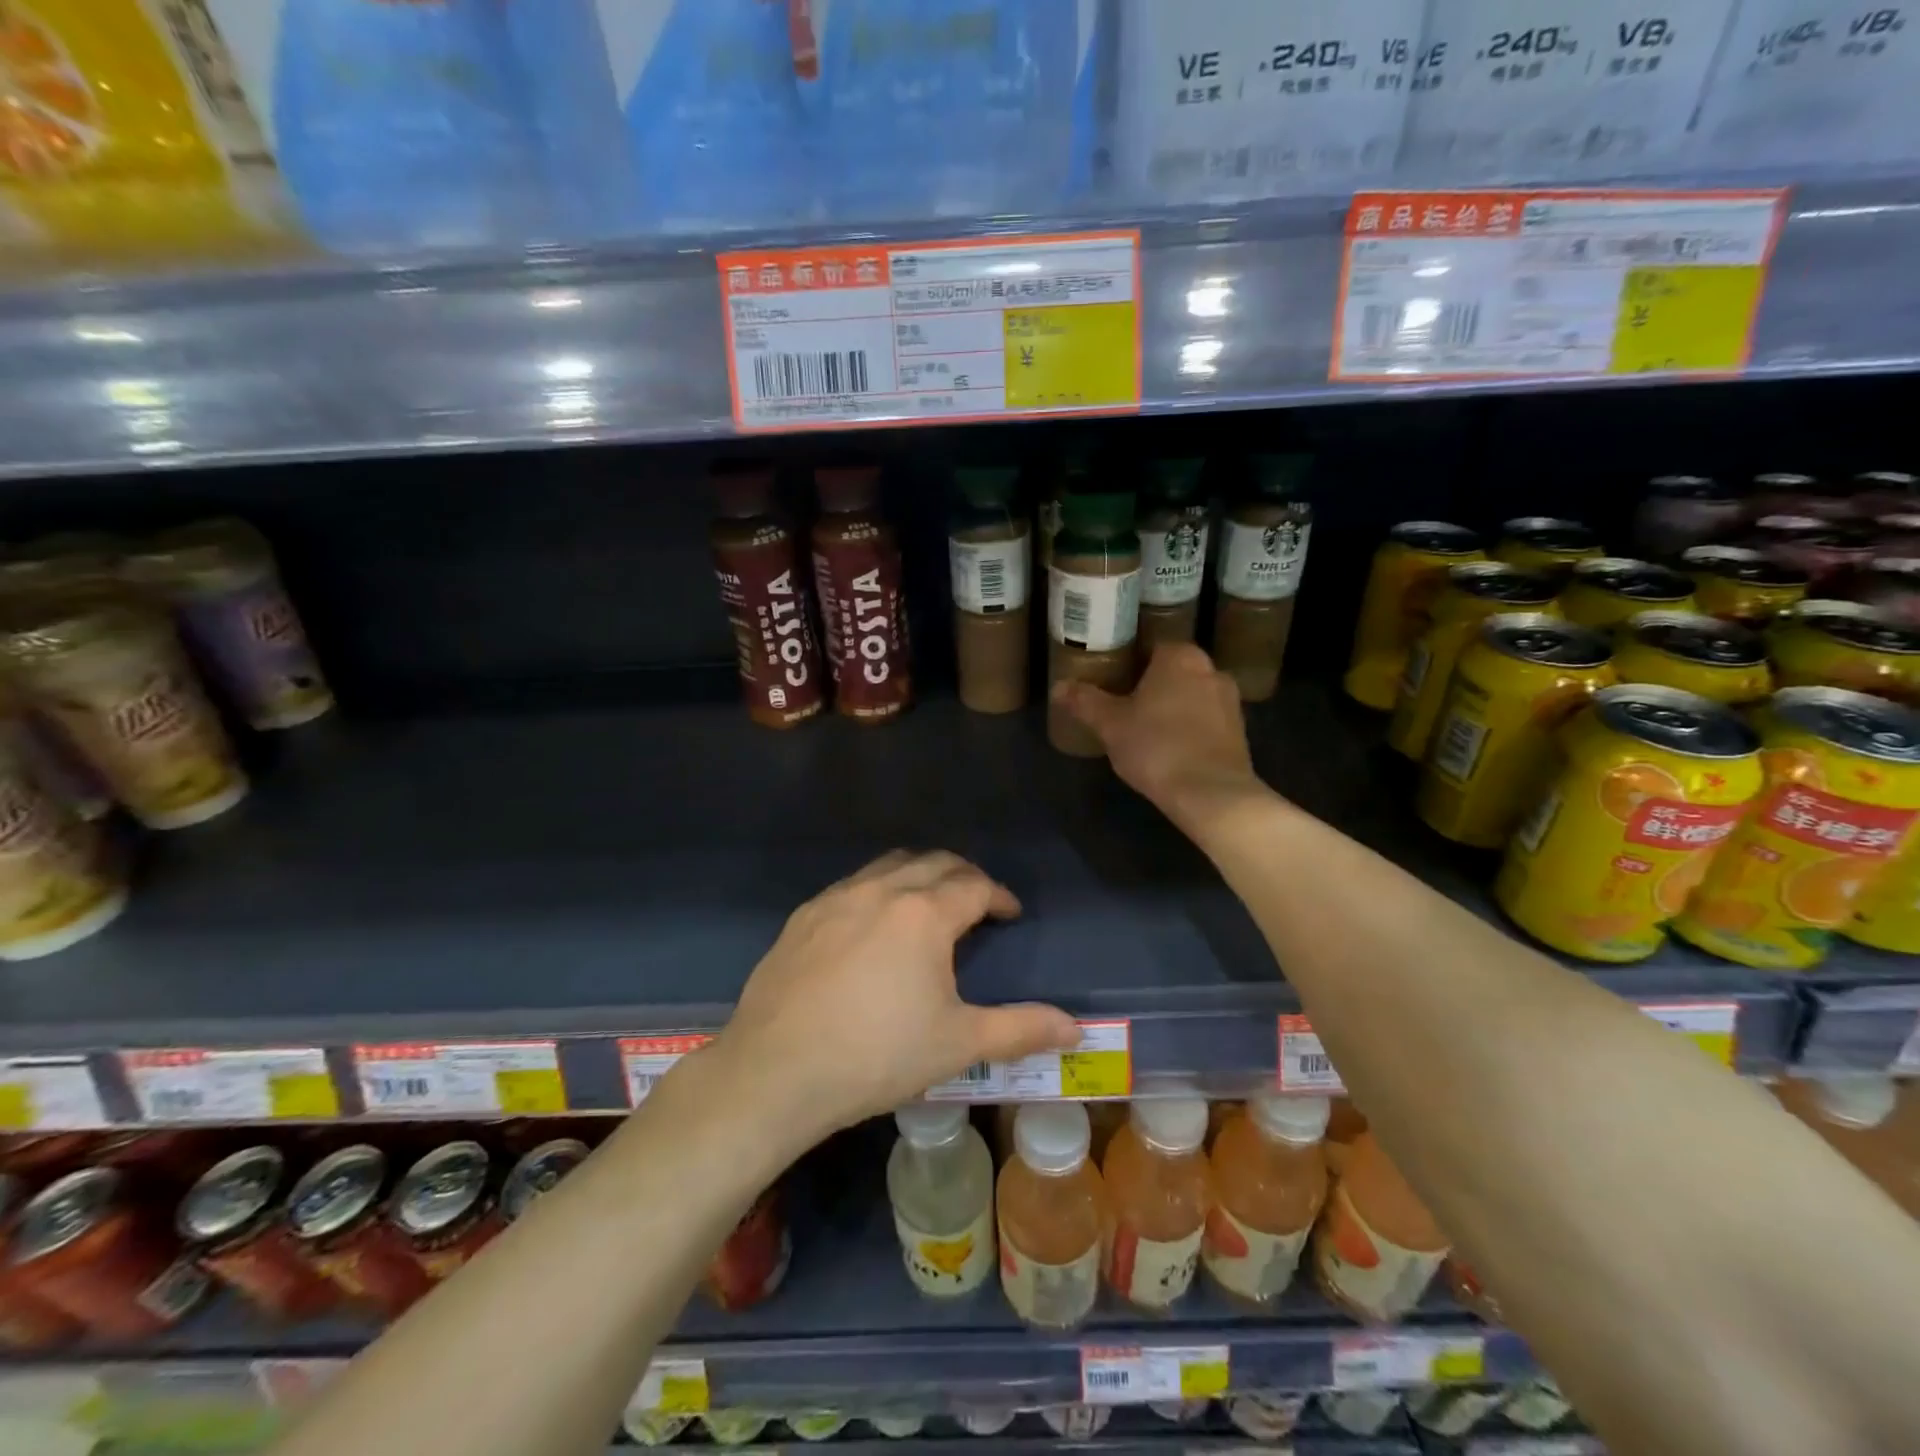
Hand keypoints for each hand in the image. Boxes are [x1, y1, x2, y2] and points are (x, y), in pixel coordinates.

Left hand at [720, 851, 1081, 1138]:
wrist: (775, 1072)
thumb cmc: (876, 1055)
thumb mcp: (958, 1044)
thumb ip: (1021, 1029)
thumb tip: (1076, 1028)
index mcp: (924, 913)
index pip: (974, 885)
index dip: (999, 896)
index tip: (1009, 914)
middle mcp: (881, 890)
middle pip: (934, 862)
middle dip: (963, 876)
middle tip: (977, 903)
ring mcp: (836, 898)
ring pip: (889, 865)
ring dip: (918, 874)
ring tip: (928, 905)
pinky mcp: (803, 916)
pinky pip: (852, 885)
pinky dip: (877, 890)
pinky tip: (872, 926)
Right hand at [1052, 643, 1266, 830]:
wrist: (1211, 794)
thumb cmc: (1156, 747)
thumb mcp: (1110, 725)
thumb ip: (1085, 702)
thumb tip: (1058, 686)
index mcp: (1179, 657)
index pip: (1151, 646)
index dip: (1130, 661)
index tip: (1112, 680)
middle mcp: (1211, 669)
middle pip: (1173, 671)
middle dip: (1152, 685)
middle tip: (1123, 705)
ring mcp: (1230, 701)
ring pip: (1191, 695)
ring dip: (1173, 707)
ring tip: (1145, 729)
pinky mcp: (1240, 732)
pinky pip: (1206, 720)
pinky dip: (1190, 728)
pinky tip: (1170, 749)